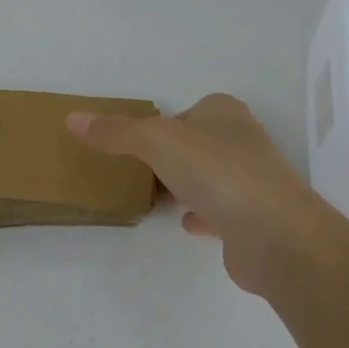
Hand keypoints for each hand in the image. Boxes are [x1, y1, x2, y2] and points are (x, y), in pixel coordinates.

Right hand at [67, 93, 316, 294]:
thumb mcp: (156, 141)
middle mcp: (242, 141)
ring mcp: (252, 182)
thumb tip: (72, 119)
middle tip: (135, 171)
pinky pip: (220, 212)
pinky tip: (184, 223)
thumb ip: (115, 132)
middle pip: (196, 144)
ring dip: (185, 185)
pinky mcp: (254, 220)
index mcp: (224, 113)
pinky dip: (202, 215)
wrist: (277, 236)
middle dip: (170, 156)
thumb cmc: (217, 172)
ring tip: (153, 196)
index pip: (186, 111)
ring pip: (208, 178)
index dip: (160, 123)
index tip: (134, 143)